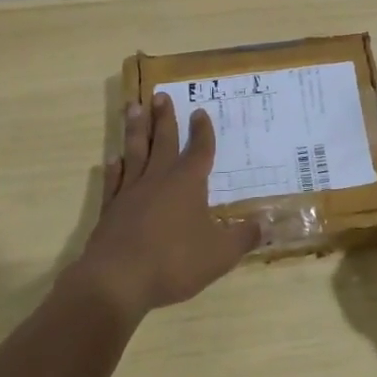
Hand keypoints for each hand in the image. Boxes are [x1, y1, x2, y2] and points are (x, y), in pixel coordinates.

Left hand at [70, 94, 260, 319]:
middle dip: (164, 118)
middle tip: (160, 95)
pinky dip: (114, 169)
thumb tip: (266, 224)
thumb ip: (243, 237)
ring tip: (133, 107)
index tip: (200, 112)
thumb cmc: (174, 262)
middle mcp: (158, 179)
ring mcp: (130, 193)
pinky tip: (113, 159)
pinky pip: (113, 182)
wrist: (118, 280)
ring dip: (135, 130)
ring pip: (135, 152)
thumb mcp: (220, 254)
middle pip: (163, 141)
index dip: (202, 131)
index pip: (199, 150)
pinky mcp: (110, 210)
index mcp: (188, 183)